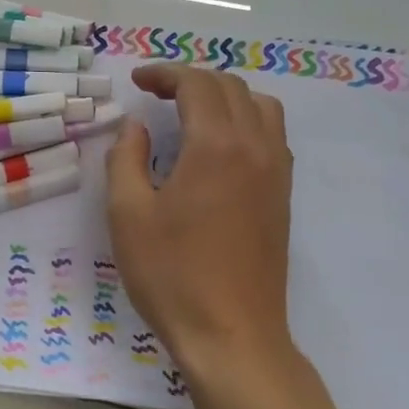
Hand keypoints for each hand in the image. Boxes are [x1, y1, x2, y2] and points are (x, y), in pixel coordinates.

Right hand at [107, 65, 294, 377]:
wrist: (232, 335)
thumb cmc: (172, 274)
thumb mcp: (128, 214)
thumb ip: (126, 159)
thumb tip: (135, 128)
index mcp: (215, 146)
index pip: (197, 84)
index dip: (165, 74)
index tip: (137, 82)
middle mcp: (255, 147)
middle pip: (230, 87)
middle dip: (191, 80)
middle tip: (156, 94)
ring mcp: (276, 172)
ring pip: (260, 106)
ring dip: (224, 96)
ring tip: (191, 112)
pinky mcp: (282, 196)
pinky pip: (271, 134)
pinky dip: (245, 120)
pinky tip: (218, 146)